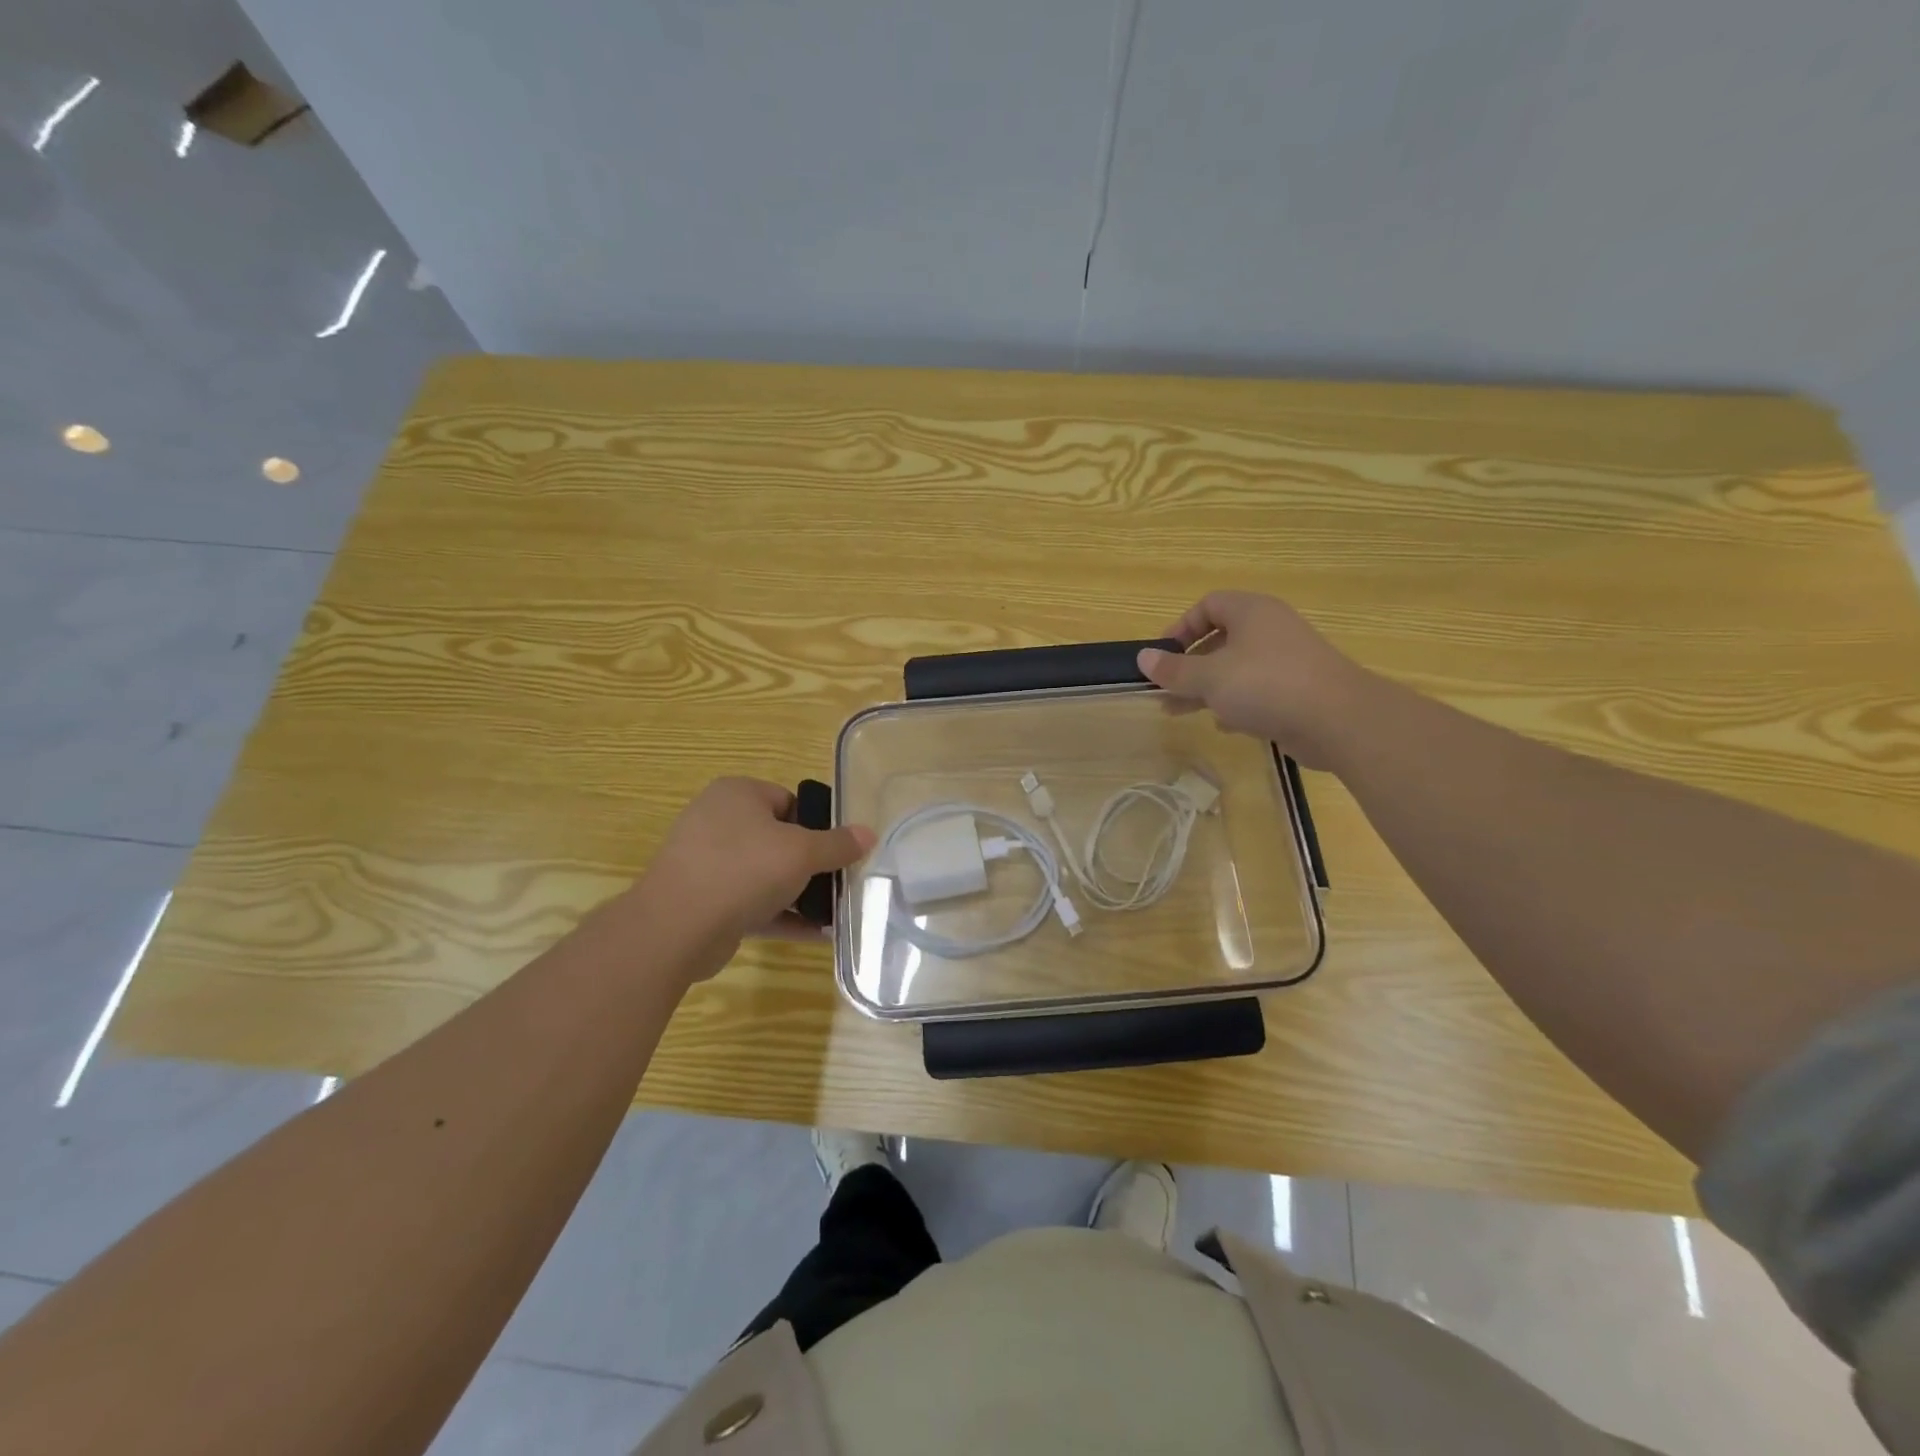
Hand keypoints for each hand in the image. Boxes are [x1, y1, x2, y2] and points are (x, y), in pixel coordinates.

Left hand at [634, 778, 874, 980]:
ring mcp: (708, 863)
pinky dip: (782, 915)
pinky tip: (816, 934)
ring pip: (765, 874)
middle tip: (841, 882)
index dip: (818, 825)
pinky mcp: (705, 901)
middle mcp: (718, 822)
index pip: (789, 801)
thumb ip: (838, 844)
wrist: (676, 928)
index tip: (840, 850)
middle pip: (779, 839)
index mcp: (737, 794)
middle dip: (811, 864)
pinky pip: (752, 903)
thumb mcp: (802, 853)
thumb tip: (869, 834)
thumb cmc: (743, 870)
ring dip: (800, 894)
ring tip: (836, 912)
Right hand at [1137, 591, 1369, 768]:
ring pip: (1235, 668)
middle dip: (1188, 665)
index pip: (1207, 606)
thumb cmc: (1266, 685)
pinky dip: (1236, 703)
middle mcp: (1269, 629)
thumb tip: (1143, 658)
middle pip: (1219, 638)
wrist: (1338, 719)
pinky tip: (1223, 724)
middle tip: (1165, 688)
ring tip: (1178, 711)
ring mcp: (1286, 660)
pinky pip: (1257, 690)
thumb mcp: (1209, 677)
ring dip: (1206, 688)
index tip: (1161, 657)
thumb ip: (1174, 670)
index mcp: (1250, 612)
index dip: (1180, 628)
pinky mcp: (1297, 689)